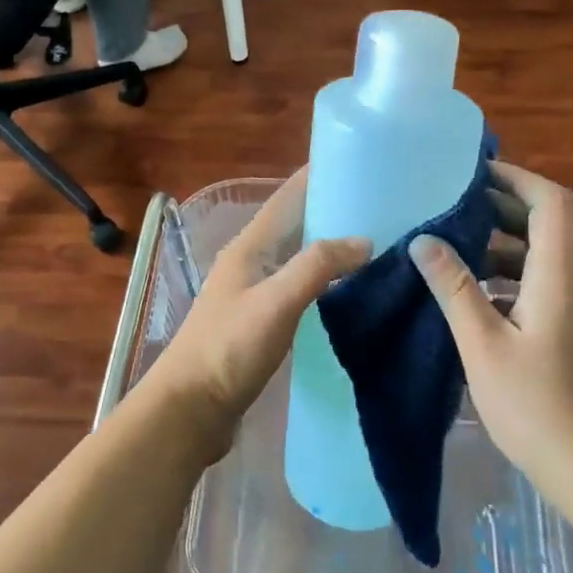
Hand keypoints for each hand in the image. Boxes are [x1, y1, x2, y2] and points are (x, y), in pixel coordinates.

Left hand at [147, 170, 369, 456]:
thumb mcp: (277, 302)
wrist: (190, 409)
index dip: (318, 175)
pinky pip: (299, 288)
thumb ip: (318, 266)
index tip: (359, 162)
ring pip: (298, 257)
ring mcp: (254, 293)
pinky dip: (324, 281)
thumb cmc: (229, 349)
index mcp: (250, 247)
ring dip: (330, 247)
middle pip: (295, 225)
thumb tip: (364, 240)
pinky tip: (349, 292)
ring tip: (376, 244)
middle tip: (382, 207)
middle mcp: (250, 262)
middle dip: (332, 210)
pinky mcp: (260, 322)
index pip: (287, 197)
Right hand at [410, 163, 572, 484]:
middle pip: (548, 225)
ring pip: (541, 257)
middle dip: (503, 207)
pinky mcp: (569, 333)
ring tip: (452, 243)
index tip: (476, 172)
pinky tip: (471, 293)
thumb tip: (423, 240)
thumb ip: (454, 289)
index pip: (551, 204)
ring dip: (502, 242)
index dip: (518, 179)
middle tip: (454, 205)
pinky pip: (539, 284)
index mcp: (557, 277)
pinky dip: (506, 275)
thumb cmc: (536, 406)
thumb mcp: (483, 345)